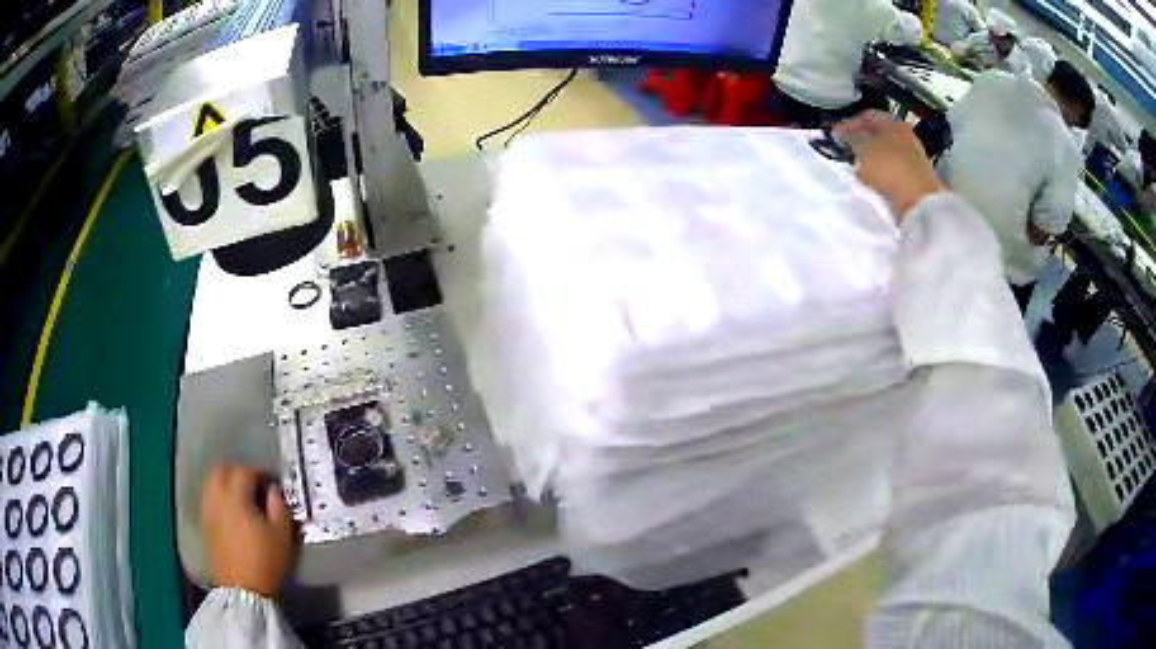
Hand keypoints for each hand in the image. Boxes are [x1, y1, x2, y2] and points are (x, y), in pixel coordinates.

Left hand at [200, 464, 293, 597]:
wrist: (242, 589)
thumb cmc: (265, 562)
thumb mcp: (282, 535)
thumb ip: (278, 507)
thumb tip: (273, 490)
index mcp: (236, 498)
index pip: (244, 472)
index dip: (259, 473)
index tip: (270, 483)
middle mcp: (217, 499)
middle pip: (221, 470)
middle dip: (237, 472)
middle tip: (253, 484)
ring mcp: (207, 511)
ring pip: (211, 483)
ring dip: (225, 483)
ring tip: (241, 497)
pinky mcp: (204, 525)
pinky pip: (208, 499)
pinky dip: (218, 497)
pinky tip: (231, 512)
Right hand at [833, 111, 944, 220]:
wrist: (918, 200)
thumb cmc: (888, 167)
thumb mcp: (862, 149)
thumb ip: (849, 138)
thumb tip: (842, 132)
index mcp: (893, 122)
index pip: (867, 116)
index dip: (849, 123)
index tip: (837, 133)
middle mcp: (905, 135)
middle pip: (878, 134)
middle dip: (862, 141)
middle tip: (848, 149)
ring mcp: (912, 156)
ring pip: (886, 152)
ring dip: (872, 158)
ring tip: (859, 167)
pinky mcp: (915, 176)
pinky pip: (893, 169)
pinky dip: (882, 172)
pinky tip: (873, 180)